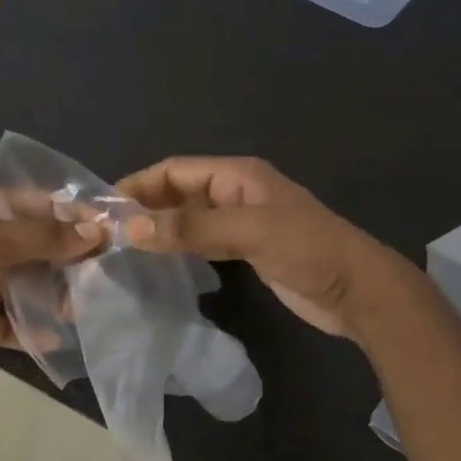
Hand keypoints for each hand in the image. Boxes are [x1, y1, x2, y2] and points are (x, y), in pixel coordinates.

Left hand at [0, 187, 102, 377]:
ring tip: (88, 309)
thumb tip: (96, 232)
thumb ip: (44, 238)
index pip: (40, 207)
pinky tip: (55, 338)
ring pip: (29, 287)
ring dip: (55, 298)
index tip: (115, 232)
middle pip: (39, 248)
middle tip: (109, 276)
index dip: (76, 218)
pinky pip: (12, 322)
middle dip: (71, 262)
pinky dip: (31, 330)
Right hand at [114, 157, 421, 338]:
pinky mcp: (246, 251)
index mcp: (238, 175)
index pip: (176, 170)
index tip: (103, 208)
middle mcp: (236, 193)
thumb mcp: (249, 232)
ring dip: (159, 228)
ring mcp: (242, 223)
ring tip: (122, 247)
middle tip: (106, 232)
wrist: (357, 291)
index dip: (139, 184)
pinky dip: (179, 246)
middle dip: (145, 206)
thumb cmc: (307, 249)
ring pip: (189, 218)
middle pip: (179, 191)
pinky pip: (202, 241)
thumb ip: (191, 228)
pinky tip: (158, 262)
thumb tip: (130, 228)